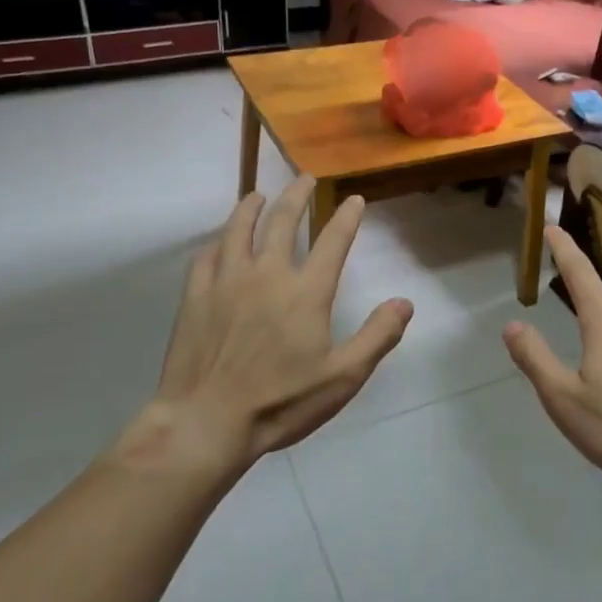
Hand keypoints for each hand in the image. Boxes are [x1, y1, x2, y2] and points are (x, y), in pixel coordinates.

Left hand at [125, 177, 413, 474]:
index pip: (333, 241)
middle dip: (297, 196)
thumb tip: (405, 303)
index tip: (353, 199)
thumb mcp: (343, 377)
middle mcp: (267, 274)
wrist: (207, 422)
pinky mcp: (196, 296)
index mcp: (306, 292)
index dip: (346, 217)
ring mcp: (227, 282)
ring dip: (251, 207)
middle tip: (304, 179)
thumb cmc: (281, 402)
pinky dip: (217, 242)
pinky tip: (219, 241)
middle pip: (282, 222)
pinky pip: (206, 257)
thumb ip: (377, 336)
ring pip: (239, 230)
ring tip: (257, 194)